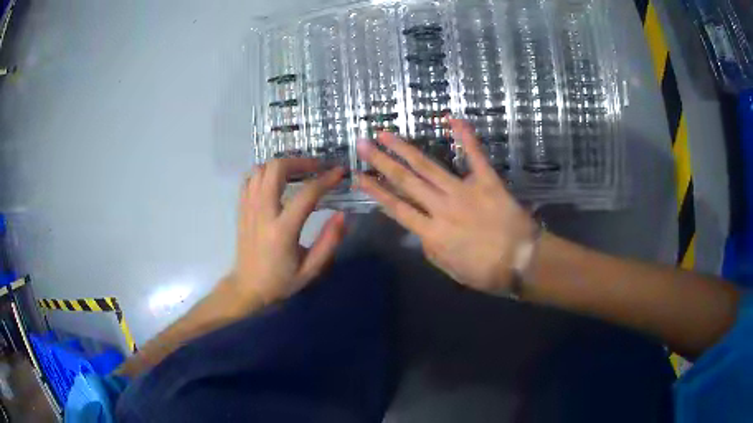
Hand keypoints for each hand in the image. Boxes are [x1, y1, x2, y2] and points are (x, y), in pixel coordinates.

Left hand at [225, 158, 346, 308]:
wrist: (247, 287)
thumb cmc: (281, 281)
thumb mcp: (311, 269)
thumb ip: (329, 242)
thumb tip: (343, 215)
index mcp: (282, 230)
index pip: (306, 194)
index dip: (326, 179)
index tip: (339, 172)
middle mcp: (262, 213)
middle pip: (275, 169)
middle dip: (299, 161)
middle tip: (315, 167)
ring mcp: (248, 208)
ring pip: (260, 169)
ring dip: (281, 165)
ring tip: (297, 172)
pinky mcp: (241, 208)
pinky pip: (249, 179)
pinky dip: (264, 173)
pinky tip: (275, 182)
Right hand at [356, 119, 535, 294]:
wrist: (523, 261)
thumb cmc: (488, 272)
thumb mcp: (452, 270)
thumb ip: (432, 250)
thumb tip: (422, 232)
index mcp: (432, 233)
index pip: (397, 208)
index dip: (376, 191)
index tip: (359, 176)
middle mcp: (442, 208)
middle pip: (406, 181)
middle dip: (381, 161)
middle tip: (363, 144)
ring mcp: (464, 192)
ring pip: (428, 167)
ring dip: (405, 149)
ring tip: (385, 134)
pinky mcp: (487, 182)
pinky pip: (474, 156)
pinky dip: (465, 136)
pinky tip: (452, 118)